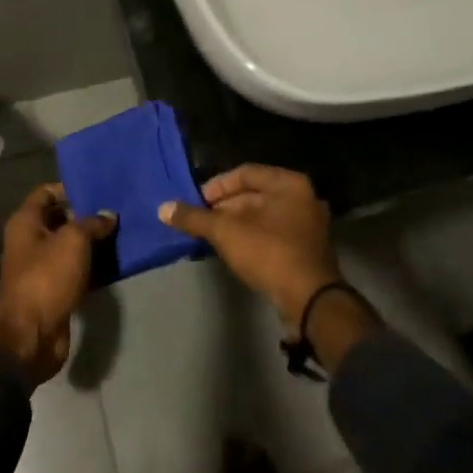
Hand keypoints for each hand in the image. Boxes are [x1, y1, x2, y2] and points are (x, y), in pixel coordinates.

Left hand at [0, 184, 115, 384]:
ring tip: (122, 233)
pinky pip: (76, 271)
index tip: (98, 188)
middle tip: (116, 210)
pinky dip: (93, 267)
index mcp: (25, 222)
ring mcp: (41, 268)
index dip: (70, 188)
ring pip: (70, 247)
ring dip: (93, 243)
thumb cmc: (47, 277)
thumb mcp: (73, 241)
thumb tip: (108, 215)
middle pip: (59, 220)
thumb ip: (92, 223)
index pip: (46, 193)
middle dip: (86, 216)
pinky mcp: (55, 291)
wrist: (32, 334)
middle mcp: (30, 241)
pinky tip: (116, 262)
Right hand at [159, 165, 339, 329]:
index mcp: (289, 184)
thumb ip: (194, 218)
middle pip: (255, 194)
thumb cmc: (269, 253)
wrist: (310, 300)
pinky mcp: (307, 249)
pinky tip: (232, 250)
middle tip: (201, 221)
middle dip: (225, 206)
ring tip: (212, 236)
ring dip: (236, 223)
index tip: (197, 202)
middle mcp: (303, 198)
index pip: (245, 173)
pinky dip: (252, 237)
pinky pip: (273, 233)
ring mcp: (308, 225)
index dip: (217, 185)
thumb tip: (163, 208)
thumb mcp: (225, 232)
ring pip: (264, 215)